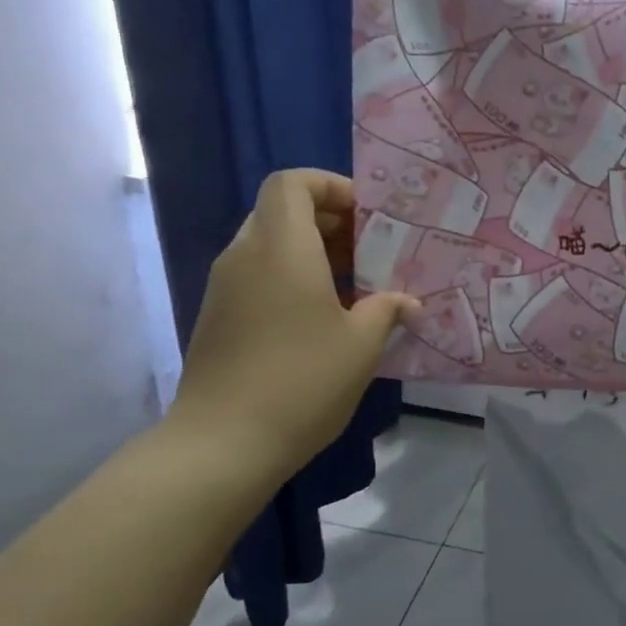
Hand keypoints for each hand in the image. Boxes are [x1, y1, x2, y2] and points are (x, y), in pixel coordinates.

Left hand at [168, 170, 417, 483]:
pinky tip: (322, 318)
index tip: (366, 216)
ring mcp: (225, 287)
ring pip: (269, 245)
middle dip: (329, 221)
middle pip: (282, 211)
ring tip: (354, 287)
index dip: (330, 185)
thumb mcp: (361, 345)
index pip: (292, 183)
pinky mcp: (218, 317)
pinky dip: (291, 278)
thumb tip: (408, 302)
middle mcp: (245, 256)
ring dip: (312, 253)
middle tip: (369, 252)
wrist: (224, 442)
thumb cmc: (302, 381)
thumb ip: (387, 311)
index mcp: (281, 248)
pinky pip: (258, 275)